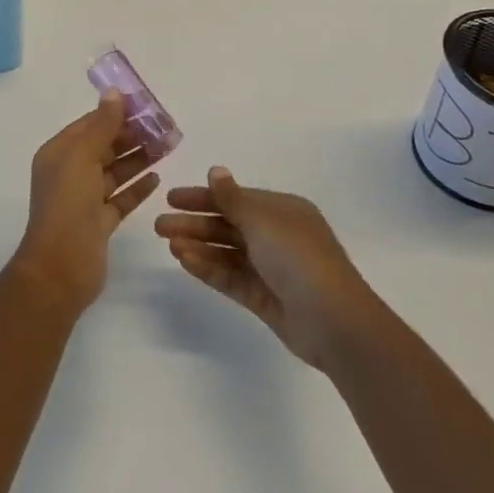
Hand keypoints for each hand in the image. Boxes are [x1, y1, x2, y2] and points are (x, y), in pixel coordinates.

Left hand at [11, 91, 160, 313]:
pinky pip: (121, 198)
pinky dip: (137, 187)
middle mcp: (69, 173)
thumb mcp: (82, 157)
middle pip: (104, 146)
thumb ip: (101, 125)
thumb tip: (114, 93)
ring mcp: (84, 199)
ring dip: (139, 158)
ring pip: (115, 171)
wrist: (61, 268)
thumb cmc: (68, 204)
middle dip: (132, 135)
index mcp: (59, 153)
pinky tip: (157, 178)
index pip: (89, 124)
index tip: (146, 105)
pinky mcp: (99, 223)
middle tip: (164, 126)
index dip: (115, 113)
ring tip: (167, 146)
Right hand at [156, 167, 380, 370]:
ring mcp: (271, 269)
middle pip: (228, 225)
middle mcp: (277, 236)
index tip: (171, 198)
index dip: (203, 197)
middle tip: (159, 225)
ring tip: (168, 243)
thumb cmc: (299, 258)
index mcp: (283, 211)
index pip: (236, 199)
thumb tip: (215, 170)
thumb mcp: (262, 220)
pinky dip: (208, 267)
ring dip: (198, 245)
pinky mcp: (264, 297)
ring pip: (227, 252)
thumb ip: (232, 198)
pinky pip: (231, 276)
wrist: (334, 322)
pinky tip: (184, 260)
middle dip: (195, 223)